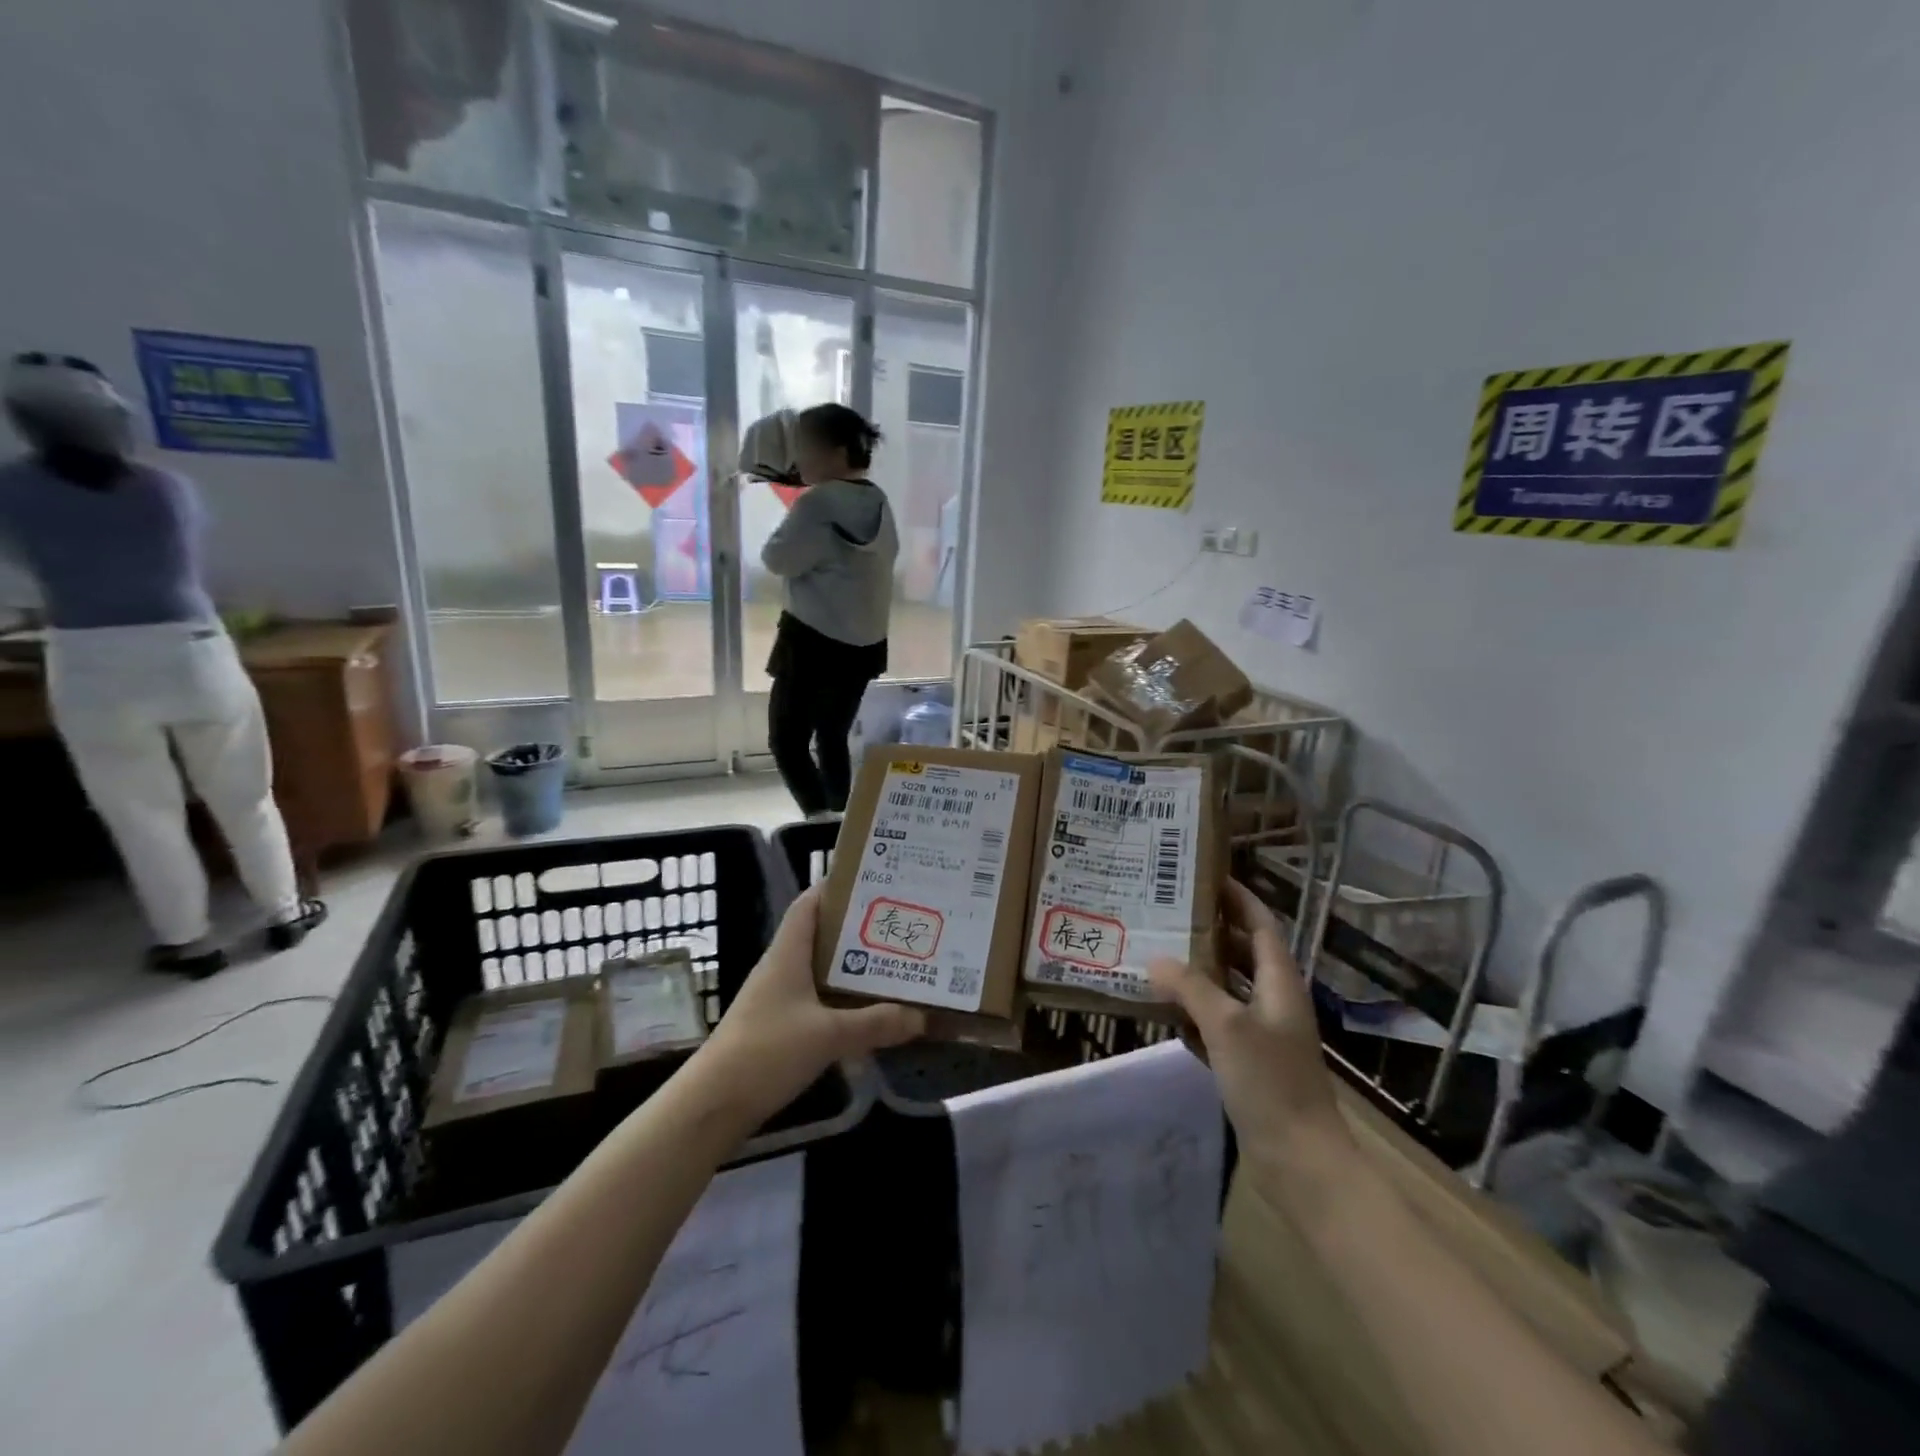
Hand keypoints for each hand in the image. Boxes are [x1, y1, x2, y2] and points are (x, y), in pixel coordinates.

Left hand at [697, 884, 924, 1127]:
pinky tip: (869, 1012)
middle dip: (858, 930)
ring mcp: (778, 999)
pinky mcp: (779, 1028)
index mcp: (788, 954)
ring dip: (853, 968)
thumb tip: (920, 1016)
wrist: (713, 1105)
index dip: (836, 887)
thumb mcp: (828, 1035)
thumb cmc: (766, 1052)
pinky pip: (818, 1001)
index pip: (809, 904)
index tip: (874, 884)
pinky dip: (843, 1001)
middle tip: (898, 927)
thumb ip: (875, 1023)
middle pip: (822, 936)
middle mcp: (782, 968)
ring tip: (894, 965)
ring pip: (822, 971)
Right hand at [1150, 879, 1349, 1176]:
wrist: (1300, 1161)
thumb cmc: (1270, 1083)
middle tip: (1166, 913)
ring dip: (1196, 972)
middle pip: (1241, 952)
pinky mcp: (1248, 1062)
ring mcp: (1261, 1033)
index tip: (1204, 875)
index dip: (1237, 898)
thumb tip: (1154, 959)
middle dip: (1209, 932)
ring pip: (1226, 988)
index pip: (1260, 924)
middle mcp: (1273, 1000)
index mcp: (1279, 982)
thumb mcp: (1227, 1026)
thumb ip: (1190, 987)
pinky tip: (1162, 1010)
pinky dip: (1192, 1013)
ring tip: (1155, 953)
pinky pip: (1216, 1023)